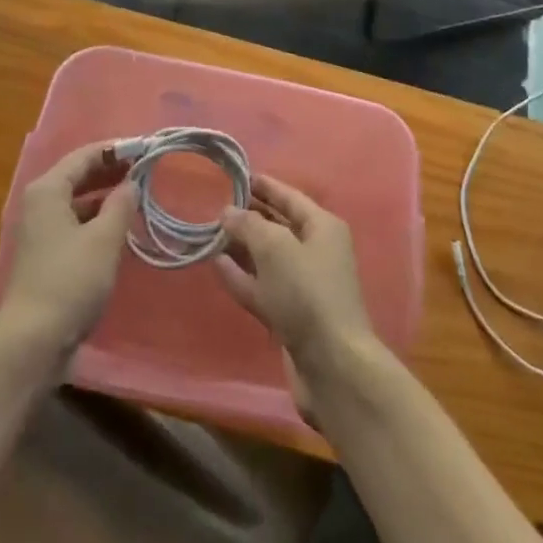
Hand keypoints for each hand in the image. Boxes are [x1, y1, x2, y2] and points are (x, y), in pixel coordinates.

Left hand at [0, 143, 137, 363]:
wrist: (31, 342)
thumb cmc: (69, 281)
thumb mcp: (104, 239)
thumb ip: (121, 205)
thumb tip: (132, 183)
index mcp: (48, 190)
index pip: (85, 156)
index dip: (115, 150)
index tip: (145, 149)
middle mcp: (39, 204)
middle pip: (78, 175)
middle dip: (111, 171)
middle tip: (145, 170)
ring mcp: (40, 231)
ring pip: (77, 201)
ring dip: (105, 196)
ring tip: (137, 196)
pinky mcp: (45, 256)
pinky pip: (74, 223)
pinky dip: (96, 219)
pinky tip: (118, 228)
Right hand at [216, 176, 376, 412]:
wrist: (332, 365)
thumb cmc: (307, 292)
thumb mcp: (275, 247)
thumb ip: (249, 224)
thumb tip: (229, 212)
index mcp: (322, 227)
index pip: (289, 197)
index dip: (263, 186)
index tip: (236, 177)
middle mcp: (316, 252)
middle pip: (277, 226)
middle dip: (249, 216)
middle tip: (215, 205)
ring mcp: (303, 286)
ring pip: (267, 258)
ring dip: (241, 247)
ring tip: (211, 234)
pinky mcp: (290, 315)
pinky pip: (262, 286)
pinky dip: (241, 276)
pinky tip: (218, 265)